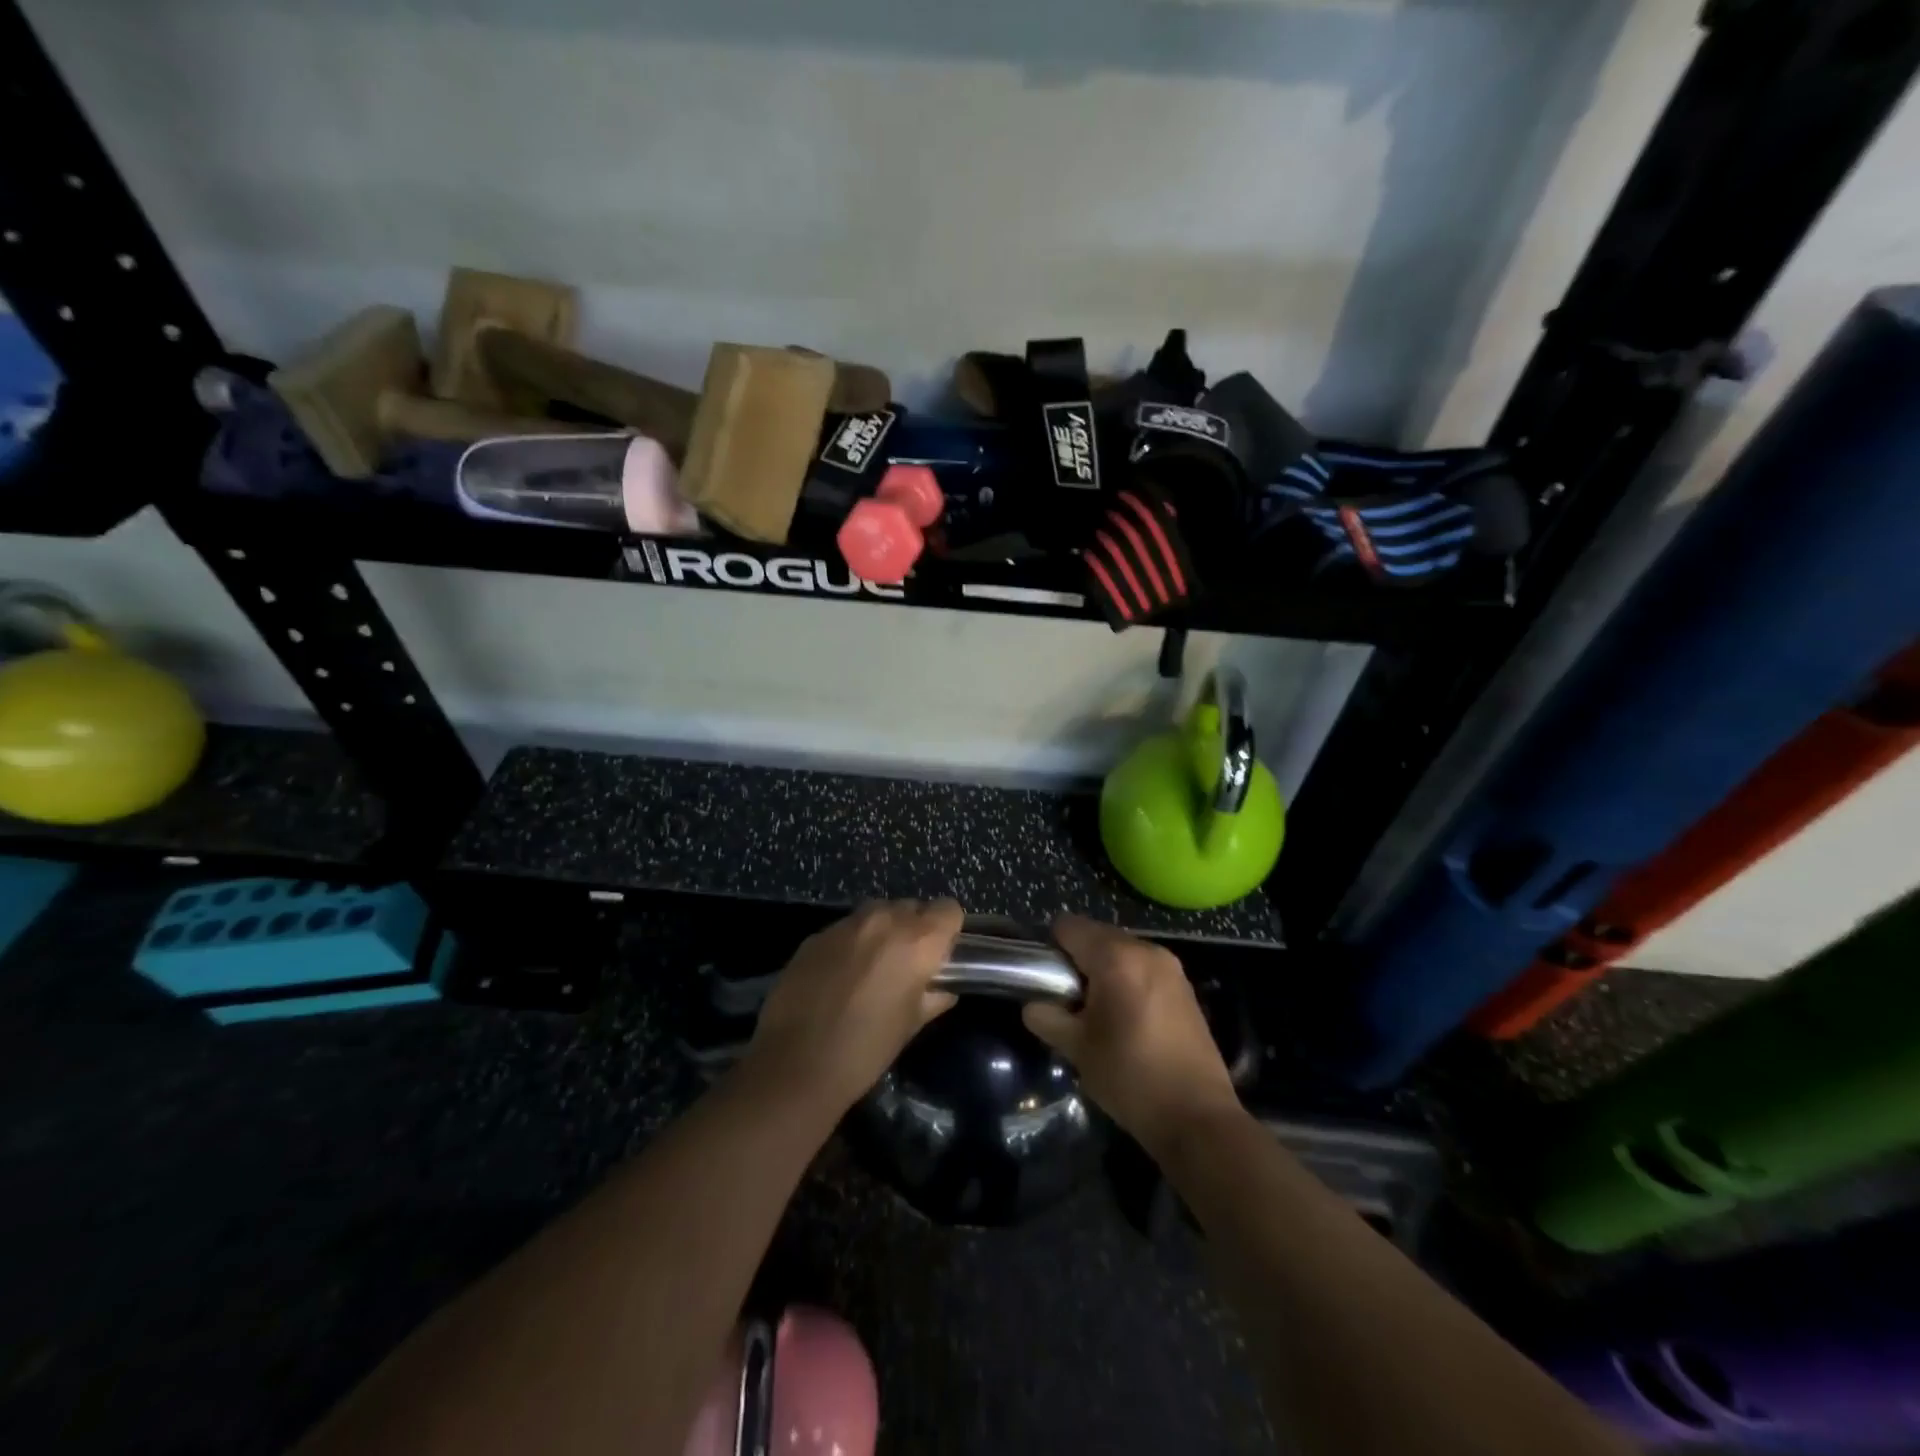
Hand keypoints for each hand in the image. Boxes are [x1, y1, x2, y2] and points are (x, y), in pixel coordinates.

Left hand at [744, 899, 962, 1113]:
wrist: (795, 1064)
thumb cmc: (866, 1050)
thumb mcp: (911, 1025)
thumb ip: (933, 996)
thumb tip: (942, 988)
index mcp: (917, 941)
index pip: (949, 909)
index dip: (948, 930)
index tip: (941, 954)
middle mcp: (884, 920)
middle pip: (912, 906)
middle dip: (914, 929)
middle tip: (907, 965)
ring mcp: (846, 924)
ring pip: (877, 912)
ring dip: (882, 931)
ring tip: (872, 967)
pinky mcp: (816, 935)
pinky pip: (846, 928)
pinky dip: (851, 943)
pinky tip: (839, 976)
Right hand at [1023, 915, 1241, 1155]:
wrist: (1197, 1117)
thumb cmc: (1130, 1078)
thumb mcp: (1077, 1049)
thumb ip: (1047, 1017)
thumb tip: (1035, 1005)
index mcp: (1116, 957)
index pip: (1068, 926)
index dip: (1050, 948)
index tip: (1046, 981)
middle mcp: (1146, 950)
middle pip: (1096, 935)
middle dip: (1077, 960)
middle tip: (1069, 1002)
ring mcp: (1170, 966)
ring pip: (1121, 951)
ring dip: (1103, 971)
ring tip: (1097, 1014)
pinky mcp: (1185, 986)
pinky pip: (1142, 967)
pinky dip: (1127, 980)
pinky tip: (1126, 1020)